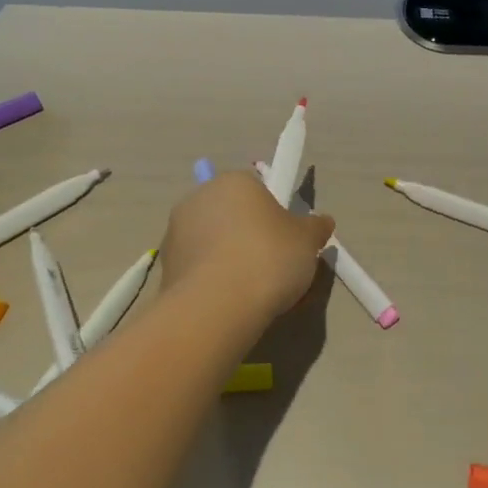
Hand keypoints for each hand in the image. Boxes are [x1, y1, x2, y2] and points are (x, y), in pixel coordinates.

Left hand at [160, 172, 335, 324]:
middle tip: (276, 268)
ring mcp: (176, 232)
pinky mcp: (165, 266)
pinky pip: (199, 269)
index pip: (258, 189)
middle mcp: (198, 198)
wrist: (218, 306)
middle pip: (233, 215)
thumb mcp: (307, 241)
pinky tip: (232, 303)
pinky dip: (214, 281)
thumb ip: (316, 227)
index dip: (275, 215)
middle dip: (251, 238)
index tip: (287, 242)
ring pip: (214, 244)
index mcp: (233, 182)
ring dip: (231, 260)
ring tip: (255, 292)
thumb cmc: (268, 258)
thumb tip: (322, 222)